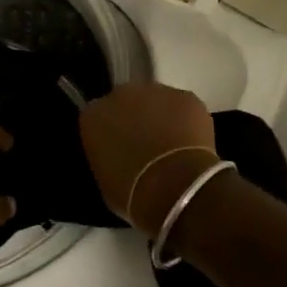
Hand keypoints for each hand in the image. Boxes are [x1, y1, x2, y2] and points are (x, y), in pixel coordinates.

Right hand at [79, 83, 217, 232]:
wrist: (174, 188)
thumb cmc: (132, 194)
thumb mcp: (105, 179)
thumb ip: (108, 156)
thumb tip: (120, 155)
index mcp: (93, 116)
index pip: (97, 117)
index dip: (111, 132)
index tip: (119, 148)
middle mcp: (120, 95)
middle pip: (126, 101)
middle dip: (135, 118)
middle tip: (147, 145)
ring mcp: (155, 92)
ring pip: (157, 101)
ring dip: (162, 117)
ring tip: (174, 146)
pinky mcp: (186, 97)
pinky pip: (183, 107)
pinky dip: (187, 121)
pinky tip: (193, 144)